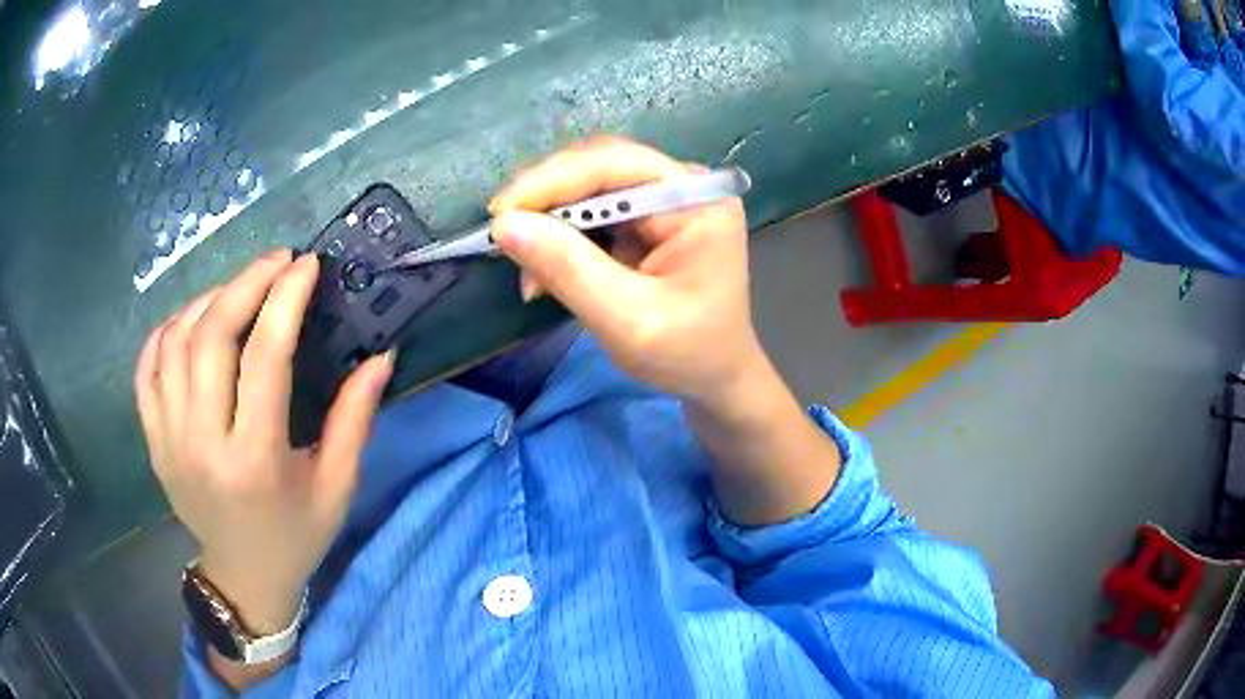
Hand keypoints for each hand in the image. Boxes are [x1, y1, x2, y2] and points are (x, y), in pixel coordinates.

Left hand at [135, 250, 393, 634]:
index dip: (286, 300)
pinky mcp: (153, 440)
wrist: (244, 575)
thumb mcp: (336, 487)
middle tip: (276, 262)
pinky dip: (166, 331)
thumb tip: (380, 356)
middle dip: (245, 283)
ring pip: (175, 342)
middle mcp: (203, 444)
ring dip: (208, 301)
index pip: (264, 357)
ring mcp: (169, 440)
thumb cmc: (296, 535)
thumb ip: (355, 419)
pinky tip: (192, 321)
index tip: (306, 266)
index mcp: (255, 460)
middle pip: (211, 337)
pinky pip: (147, 368)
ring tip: (238, 289)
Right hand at [490, 137, 764, 412]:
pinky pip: (593, 212)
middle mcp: (684, 187)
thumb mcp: (627, 321)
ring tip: (525, 267)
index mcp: (697, 202)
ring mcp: (666, 201)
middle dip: (546, 198)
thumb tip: (506, 226)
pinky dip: (561, 237)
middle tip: (502, 235)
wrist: (716, 378)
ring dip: (549, 221)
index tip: (500, 214)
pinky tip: (543, 271)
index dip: (551, 180)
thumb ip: (569, 270)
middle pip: (600, 168)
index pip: (615, 164)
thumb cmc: (686, 355)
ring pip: (589, 187)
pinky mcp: (647, 219)